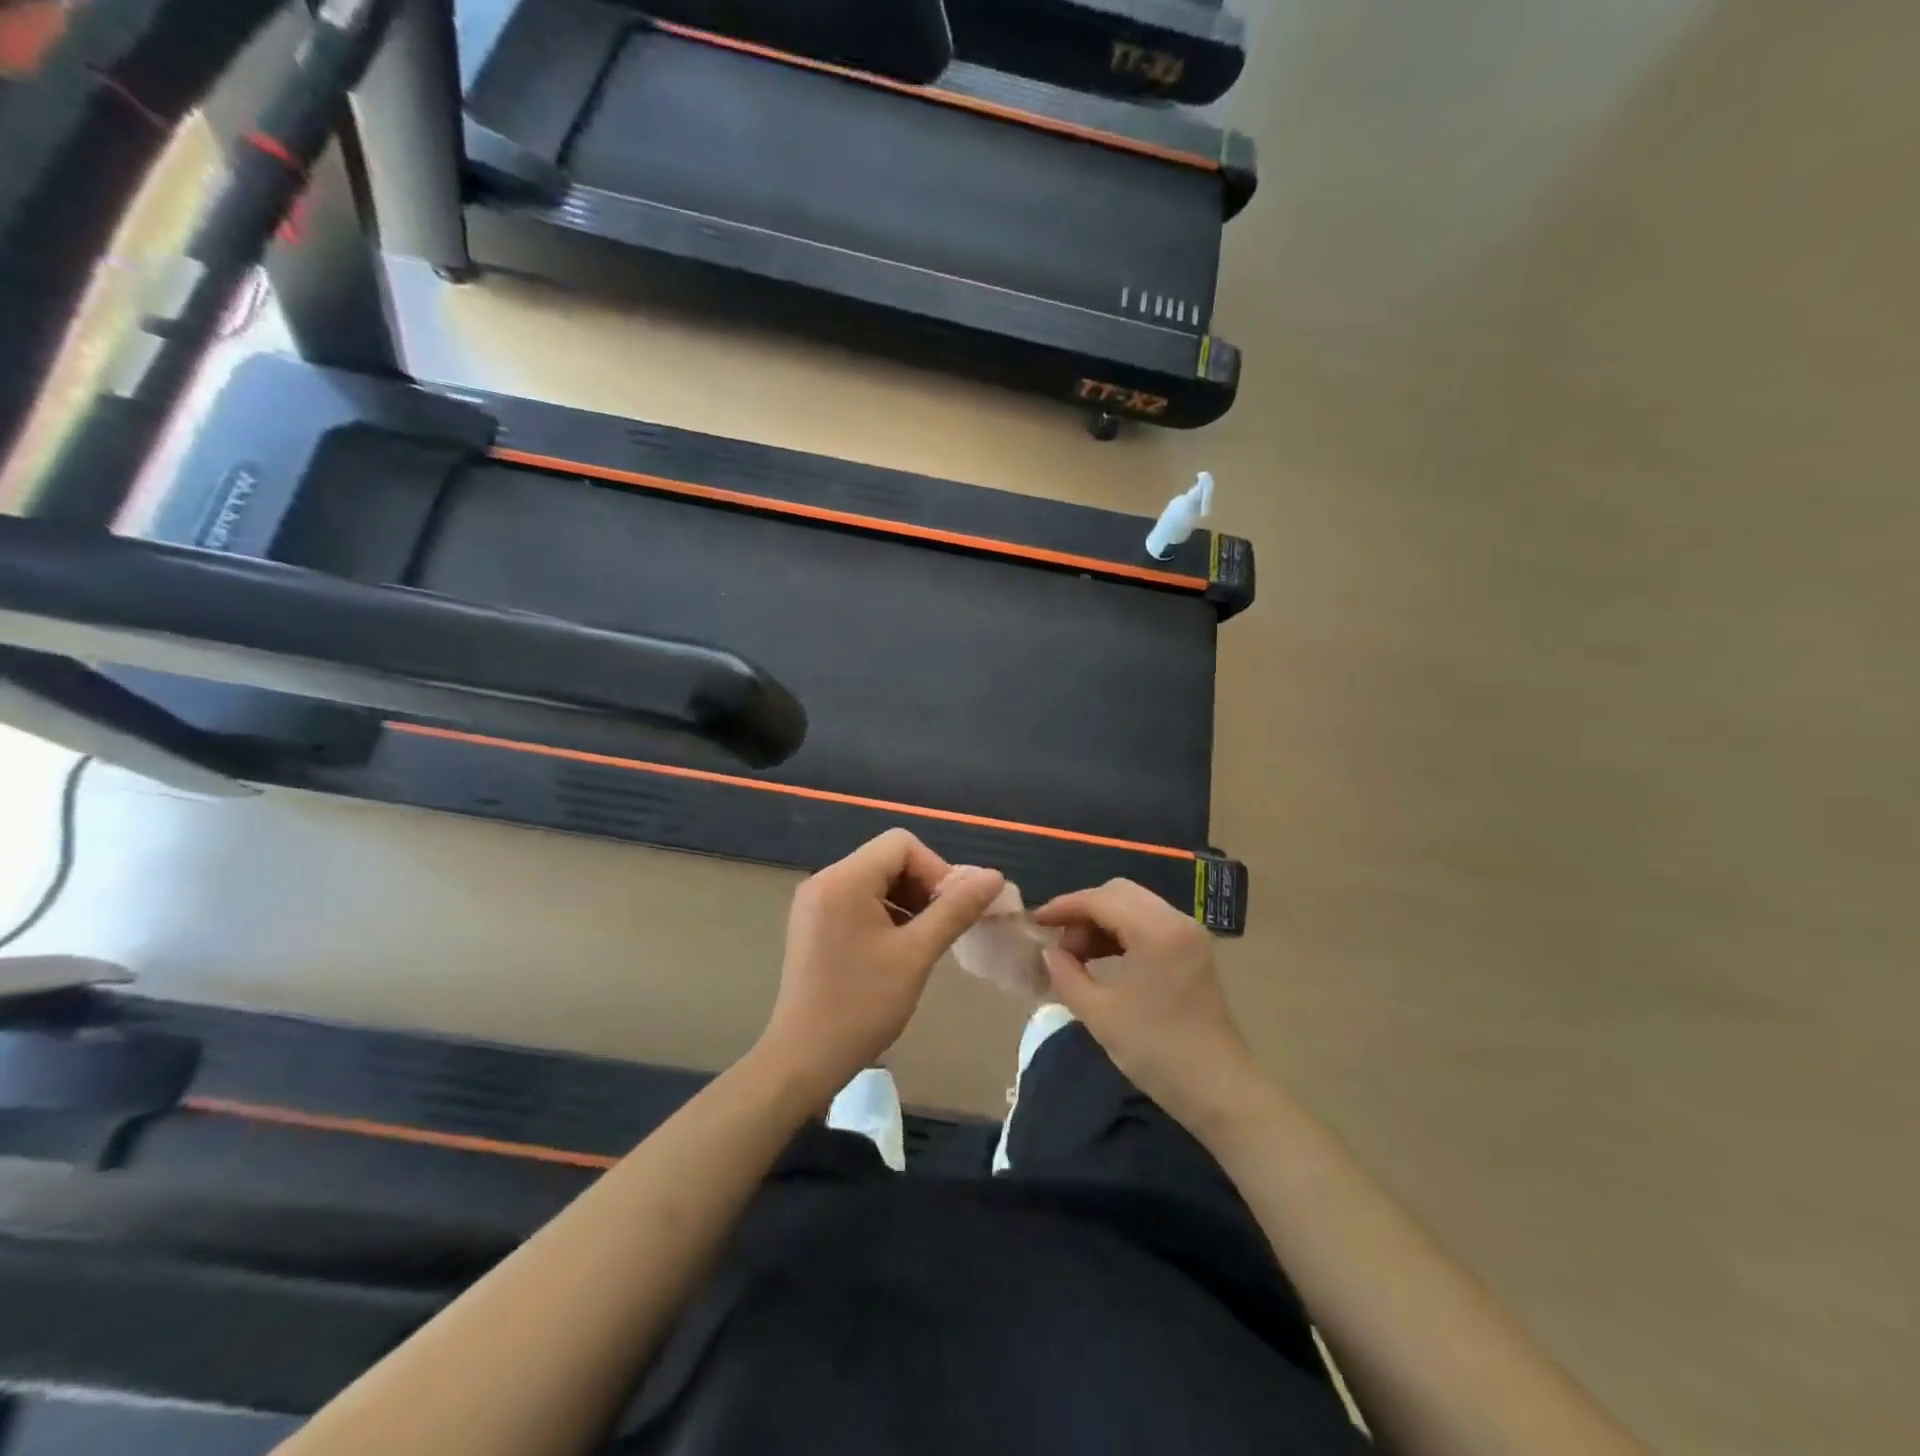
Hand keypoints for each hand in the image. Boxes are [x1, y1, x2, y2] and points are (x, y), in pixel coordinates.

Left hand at [758, 829, 1005, 1105]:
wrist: (803, 1060)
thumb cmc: (862, 1005)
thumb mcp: (916, 954)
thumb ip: (956, 909)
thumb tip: (994, 877)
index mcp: (844, 879)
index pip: (902, 845)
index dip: (936, 869)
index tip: (953, 909)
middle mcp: (824, 880)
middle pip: (888, 859)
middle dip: (923, 886)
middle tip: (943, 927)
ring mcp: (814, 902)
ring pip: (876, 880)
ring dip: (907, 902)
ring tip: (924, 941)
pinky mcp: (813, 924)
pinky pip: (858, 900)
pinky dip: (886, 914)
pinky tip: (898, 949)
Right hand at [1033, 879, 1261, 1131]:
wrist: (1219, 1091)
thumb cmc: (1157, 1050)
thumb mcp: (1100, 1014)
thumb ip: (1066, 975)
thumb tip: (1048, 953)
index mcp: (1156, 930)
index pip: (1100, 899)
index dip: (1064, 907)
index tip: (1036, 923)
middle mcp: (1176, 920)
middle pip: (1119, 894)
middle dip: (1083, 912)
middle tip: (1060, 945)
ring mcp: (1189, 934)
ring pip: (1134, 906)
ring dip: (1102, 922)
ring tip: (1077, 957)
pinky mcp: (1193, 950)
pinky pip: (1149, 923)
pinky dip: (1122, 932)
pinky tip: (1104, 960)